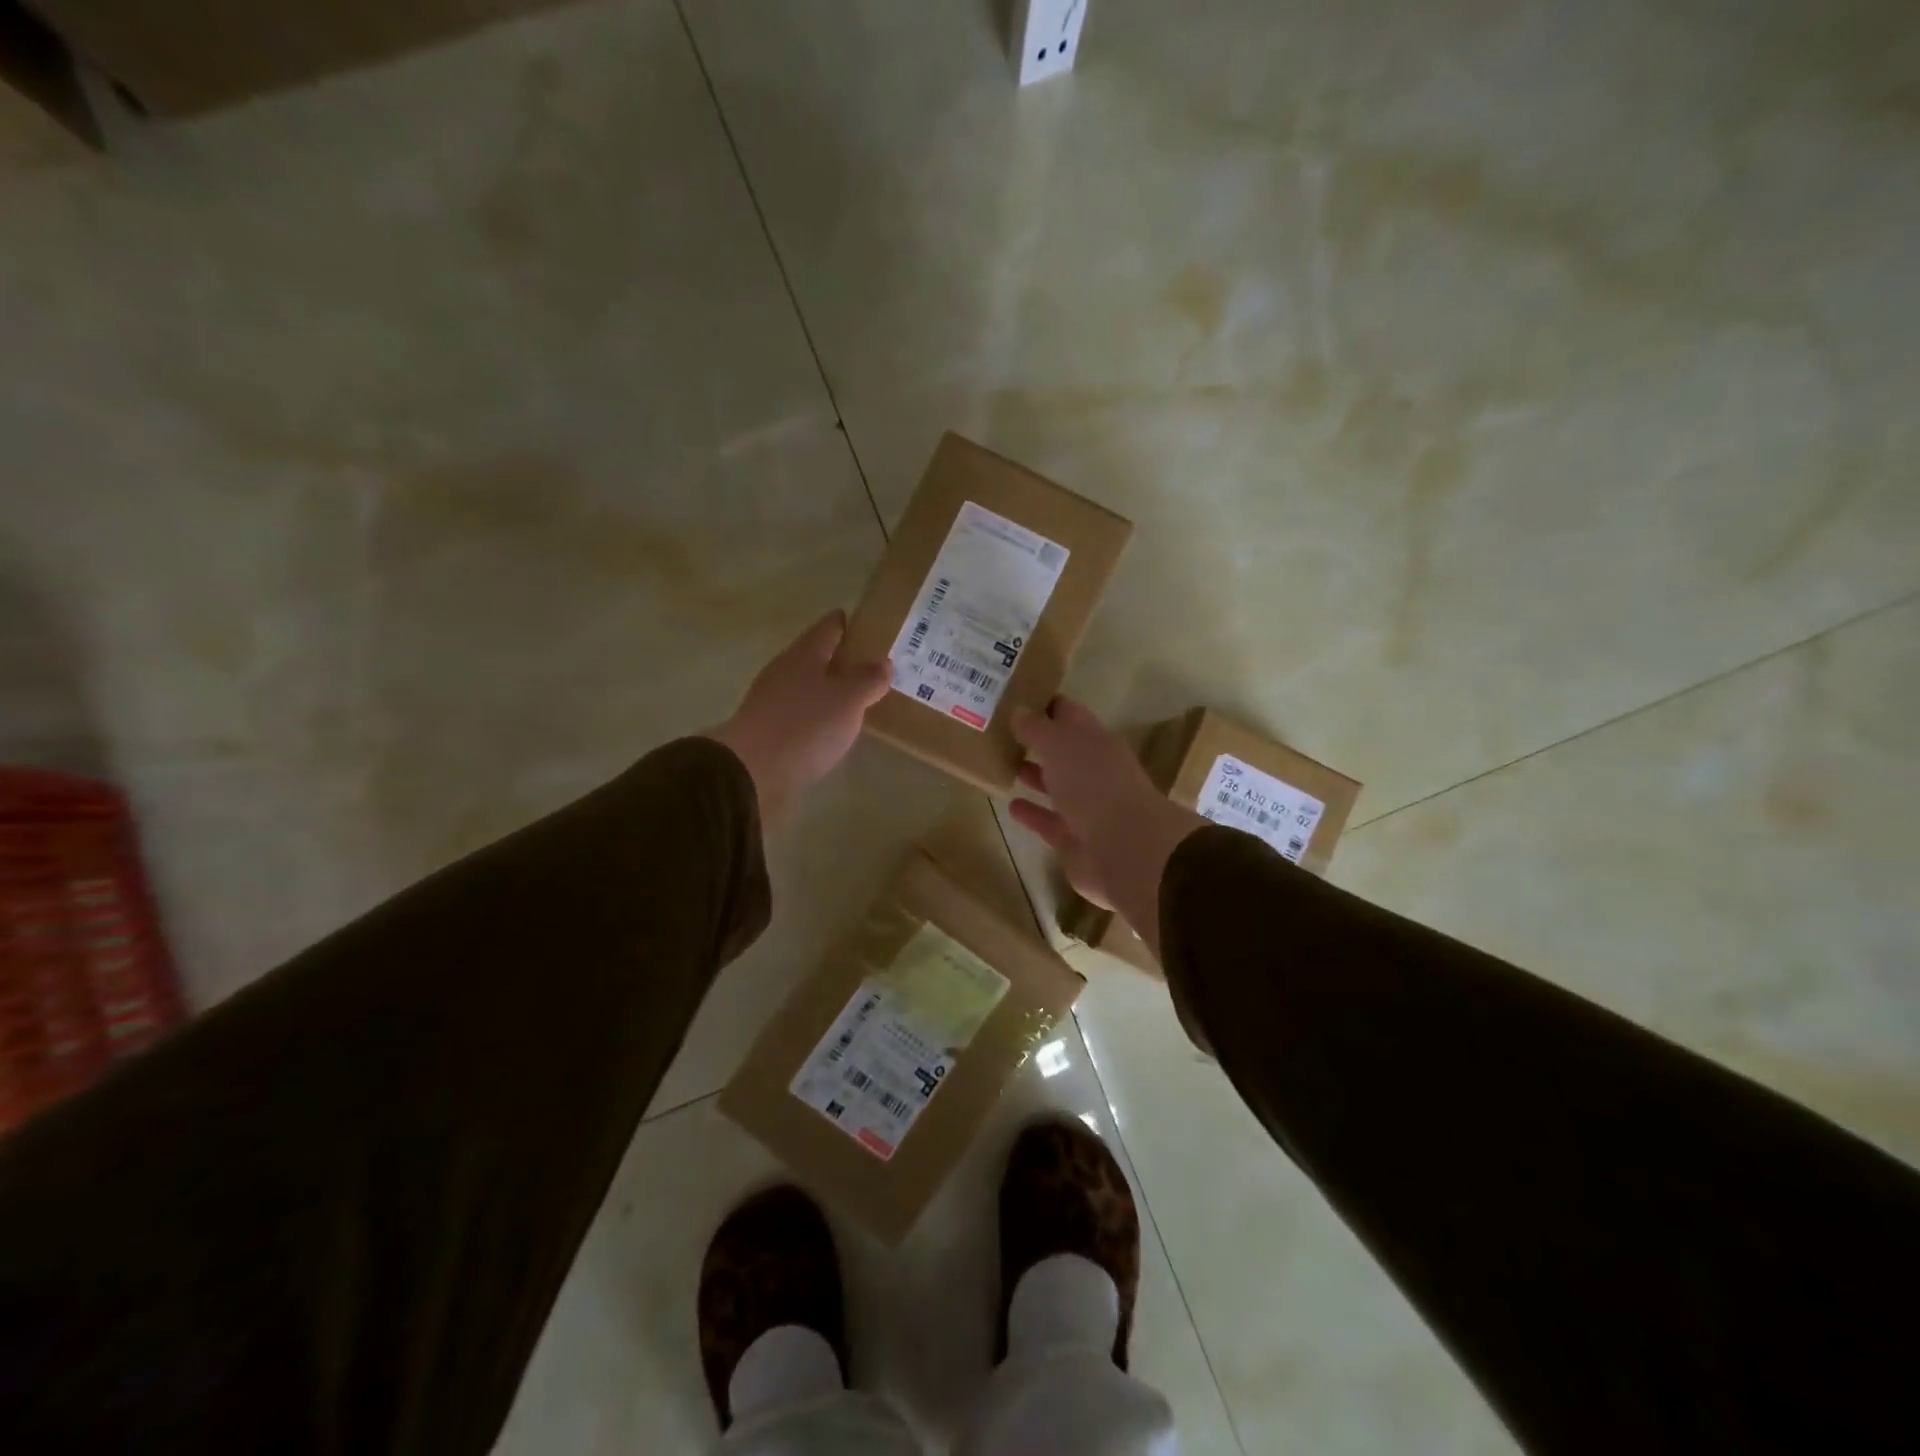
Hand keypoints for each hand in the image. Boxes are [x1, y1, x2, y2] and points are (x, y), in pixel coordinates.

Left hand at [708, 611, 890, 821]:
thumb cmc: (805, 725)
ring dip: (828, 688)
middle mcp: (785, 670)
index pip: (828, 627)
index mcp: (805, 654)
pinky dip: (816, 714)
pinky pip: (799, 713)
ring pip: (806, 685)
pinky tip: (831, 727)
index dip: (847, 623)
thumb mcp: (848, 700)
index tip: (868, 625)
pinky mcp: (767, 729)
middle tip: (871, 665)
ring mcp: (771, 700)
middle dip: (840, 658)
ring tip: (856, 698)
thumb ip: (868, 680)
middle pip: (815, 656)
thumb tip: (883, 662)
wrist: (751, 771)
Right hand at [1009, 697, 1204, 959]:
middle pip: (1063, 752)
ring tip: (1003, 765)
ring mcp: (1087, 808)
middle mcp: (1094, 771)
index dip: (1046, 705)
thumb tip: (1018, 711)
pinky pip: (1049, 822)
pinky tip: (1011, 805)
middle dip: (1038, 742)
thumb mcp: (1059, 744)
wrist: (1123, 847)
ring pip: (1057, 787)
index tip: (1017, 696)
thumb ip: (1036, 728)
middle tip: (1002, 732)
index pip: (1069, 714)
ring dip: (1034, 776)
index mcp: (1096, 741)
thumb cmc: (1093, 783)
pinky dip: (1032, 814)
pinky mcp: (1075, 840)